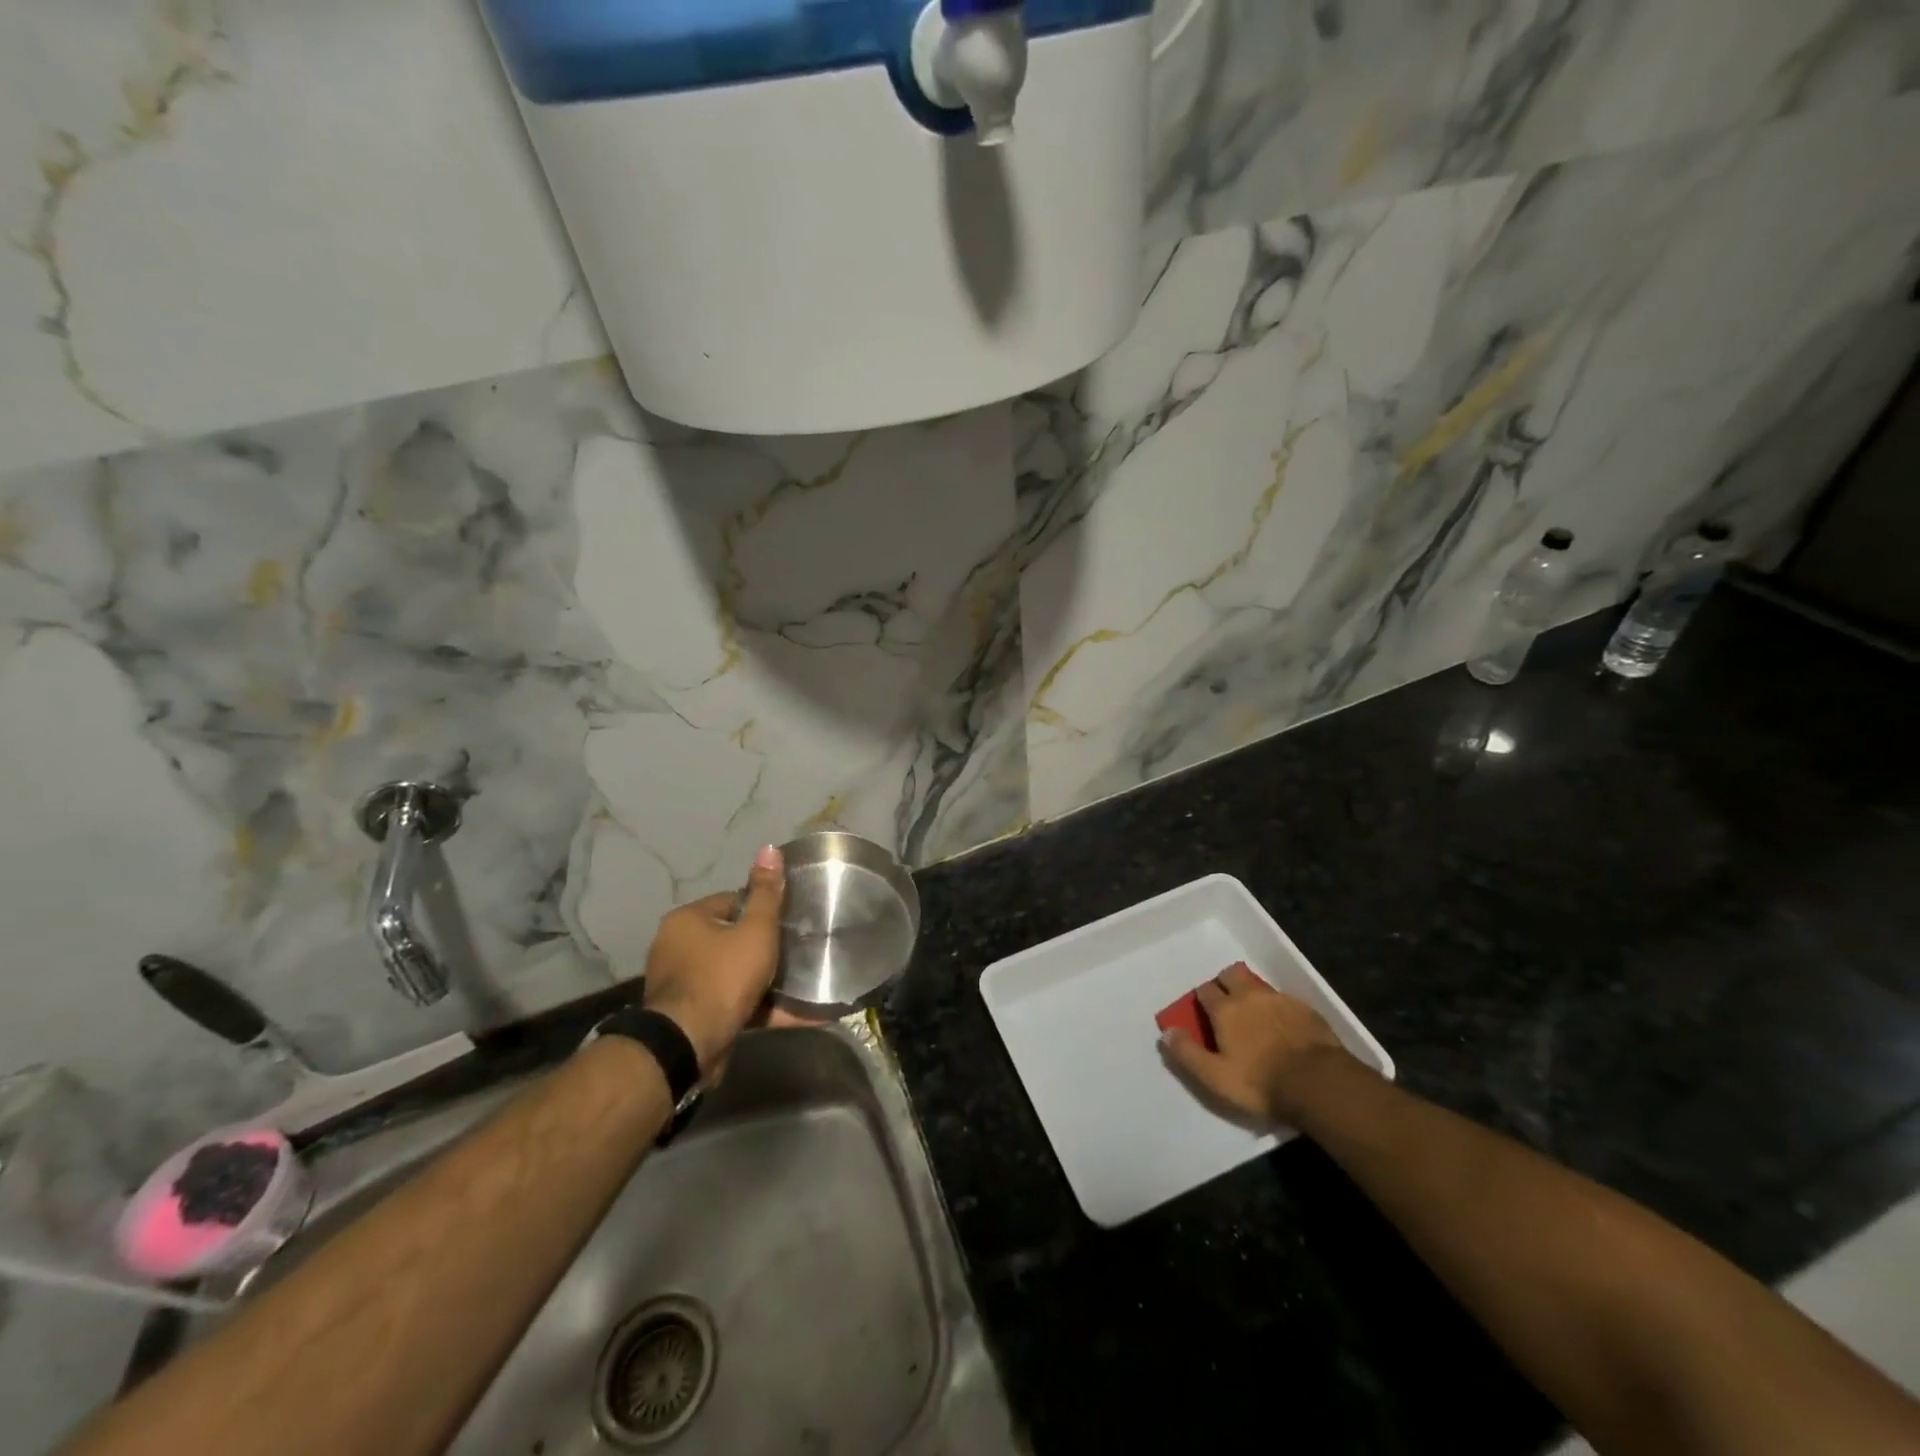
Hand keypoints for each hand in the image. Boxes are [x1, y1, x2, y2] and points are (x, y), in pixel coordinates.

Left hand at [642, 845, 784, 1075]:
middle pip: (732, 938)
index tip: (788, 921)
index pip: (732, 902)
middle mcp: (677, 948)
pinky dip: (762, 1007)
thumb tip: (769, 847)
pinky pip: (734, 1004)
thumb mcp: (755, 930)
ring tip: (803, 982)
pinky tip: (797, 1013)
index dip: (762, 910)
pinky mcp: (693, 1017)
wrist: (689, 1044)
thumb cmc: (723, 976)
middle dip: (763, 947)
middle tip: (797, 951)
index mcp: (687, 920)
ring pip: (734, 974)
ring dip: (765, 981)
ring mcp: (683, 985)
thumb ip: (767, 893)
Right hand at [1160, 965, 1354, 1124]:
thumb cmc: (1260, 1082)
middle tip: (1227, 1005)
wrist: (1318, 1083)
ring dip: (1252, 993)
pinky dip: (1279, 1007)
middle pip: (1231, 975)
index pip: (1205, 990)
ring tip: (1256, 1015)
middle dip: (1225, 983)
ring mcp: (1280, 999)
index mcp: (1224, 1009)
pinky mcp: (1305, 1009)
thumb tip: (1166, 1031)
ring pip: (1258, 985)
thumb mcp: (1215, 1076)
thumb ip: (1187, 1053)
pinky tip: (1284, 1025)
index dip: (1202, 999)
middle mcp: (1249, 996)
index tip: (1203, 1012)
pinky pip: (1284, 999)